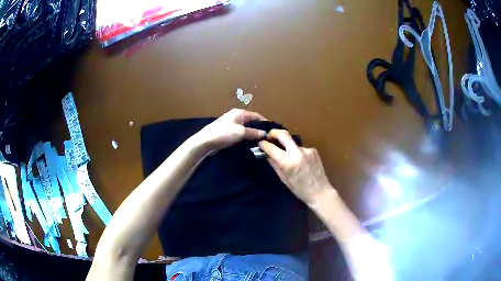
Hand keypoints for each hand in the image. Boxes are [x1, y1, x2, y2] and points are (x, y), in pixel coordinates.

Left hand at [193, 109, 266, 150]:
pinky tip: (250, 146)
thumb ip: (253, 133)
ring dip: (252, 136)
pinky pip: (241, 135)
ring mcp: (232, 125)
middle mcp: (236, 117)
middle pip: (252, 123)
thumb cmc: (223, 134)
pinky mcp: (228, 133)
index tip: (272, 131)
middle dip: (259, 130)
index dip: (265, 123)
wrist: (205, 142)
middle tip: (267, 139)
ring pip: (246, 130)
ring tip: (261, 144)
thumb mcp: (241, 132)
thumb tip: (265, 133)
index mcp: (239, 113)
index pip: (256, 116)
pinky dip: (246, 139)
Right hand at [259, 129, 332, 204]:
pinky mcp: (313, 150)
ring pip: (292, 143)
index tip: (260, 143)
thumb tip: (265, 154)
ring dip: (287, 146)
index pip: (271, 148)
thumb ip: (274, 164)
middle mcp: (298, 153)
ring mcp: (307, 150)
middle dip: (274, 133)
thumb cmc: (299, 189)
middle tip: (269, 136)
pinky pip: (300, 148)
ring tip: (287, 157)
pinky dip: (297, 153)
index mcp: (288, 163)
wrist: (320, 192)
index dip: (263, 144)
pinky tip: (300, 162)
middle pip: (283, 134)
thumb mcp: (283, 179)